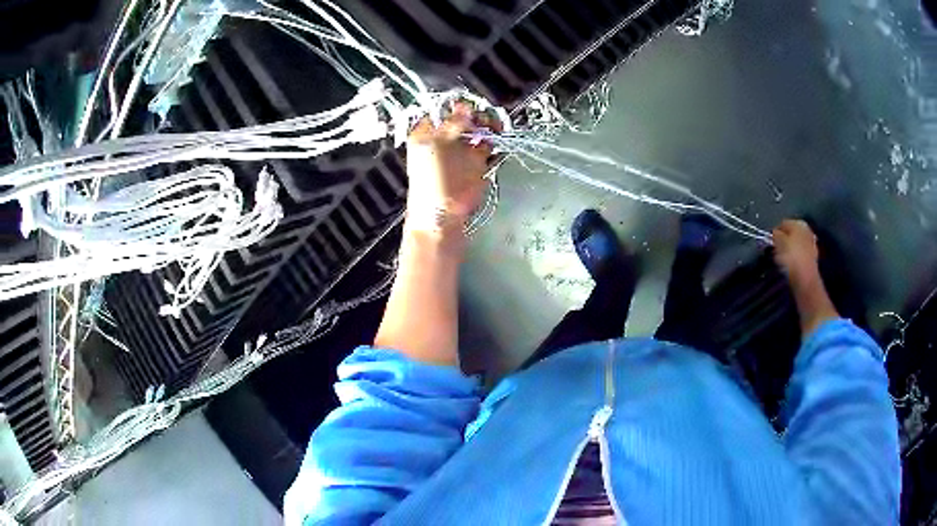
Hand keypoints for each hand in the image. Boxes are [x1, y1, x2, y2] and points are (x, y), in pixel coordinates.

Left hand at [405, 102, 495, 231]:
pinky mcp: (477, 162)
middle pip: (464, 118)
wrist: (443, 214)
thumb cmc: (434, 178)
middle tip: (485, 120)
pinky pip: (488, 145)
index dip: (457, 107)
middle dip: (476, 116)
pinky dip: (494, 140)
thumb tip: (464, 106)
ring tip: (494, 128)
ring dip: (487, 126)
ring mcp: (462, 150)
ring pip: (478, 130)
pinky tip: (497, 138)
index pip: (443, 110)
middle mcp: (445, 139)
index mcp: (427, 133)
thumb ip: (453, 123)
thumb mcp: (439, 145)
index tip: (470, 108)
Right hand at [772, 219, 839, 337]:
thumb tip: (773, 233)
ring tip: (781, 261)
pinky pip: (800, 255)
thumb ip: (775, 235)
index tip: (769, 243)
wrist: (806, 281)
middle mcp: (807, 230)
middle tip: (775, 251)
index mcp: (799, 223)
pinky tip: (790, 267)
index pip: (783, 224)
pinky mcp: (812, 259)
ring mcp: (811, 245)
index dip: (775, 233)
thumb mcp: (778, 242)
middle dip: (783, 241)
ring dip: (788, 251)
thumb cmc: (791, 257)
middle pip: (791, 234)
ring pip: (795, 244)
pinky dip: (794, 259)